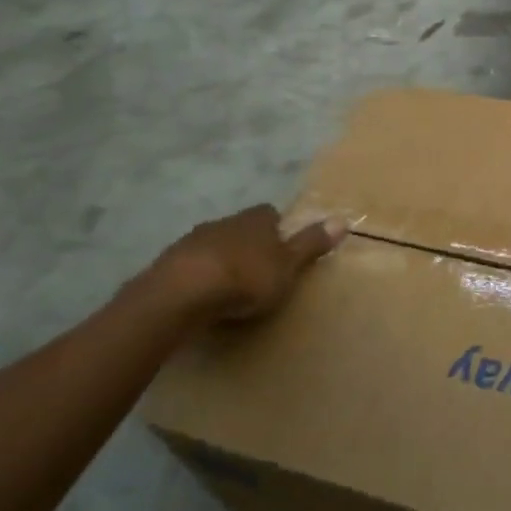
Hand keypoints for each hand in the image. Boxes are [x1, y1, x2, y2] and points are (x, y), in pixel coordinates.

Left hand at [145, 205, 345, 324]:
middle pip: (240, 227)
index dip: (277, 228)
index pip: (269, 213)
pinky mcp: (167, 264)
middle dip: (248, 244)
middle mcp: (224, 222)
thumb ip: (312, 244)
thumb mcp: (289, 265)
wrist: (181, 294)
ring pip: (213, 245)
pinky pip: (189, 265)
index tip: (281, 247)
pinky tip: (201, 296)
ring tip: (228, 287)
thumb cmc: (246, 278)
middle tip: (257, 269)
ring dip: (220, 259)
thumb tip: (343, 219)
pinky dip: (197, 276)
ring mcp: (192, 241)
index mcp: (255, 220)